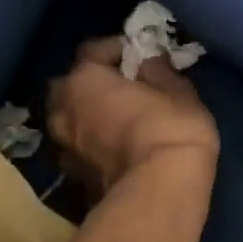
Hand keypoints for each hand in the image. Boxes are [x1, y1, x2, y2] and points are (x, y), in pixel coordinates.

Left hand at [47, 39, 217, 193]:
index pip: (92, 51)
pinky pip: (78, 151)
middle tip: (118, 88)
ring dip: (84, 117)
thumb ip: (159, 71)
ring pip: (67, 121)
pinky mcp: (72, 178)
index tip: (137, 54)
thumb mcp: (178, 91)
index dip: (115, 49)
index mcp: (85, 79)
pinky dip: (89, 147)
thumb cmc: (171, 129)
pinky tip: (111, 150)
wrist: (159, 192)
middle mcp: (64, 109)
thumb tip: (148, 63)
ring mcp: (64, 147)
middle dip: (89, 84)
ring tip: (112, 121)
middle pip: (69, 86)